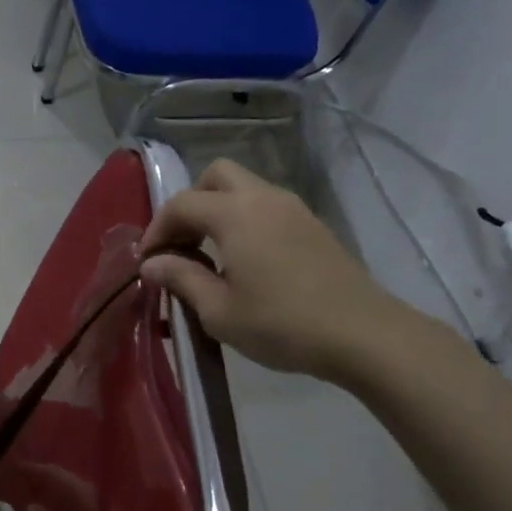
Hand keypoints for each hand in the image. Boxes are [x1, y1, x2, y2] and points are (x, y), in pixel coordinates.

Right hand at [139, 159, 418, 382]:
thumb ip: (181, 279)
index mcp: (234, 214)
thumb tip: (153, 263)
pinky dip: (245, 220)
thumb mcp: (219, 311)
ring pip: (244, 188)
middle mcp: (263, 198)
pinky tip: (245, 261)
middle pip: (215, 175)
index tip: (148, 261)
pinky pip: (266, 206)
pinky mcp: (313, 225)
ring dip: (219, 211)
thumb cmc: (281, 324)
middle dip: (191, 203)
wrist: (363, 334)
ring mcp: (293, 208)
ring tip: (210, 255)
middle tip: (182, 243)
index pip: (181, 204)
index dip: (157, 228)